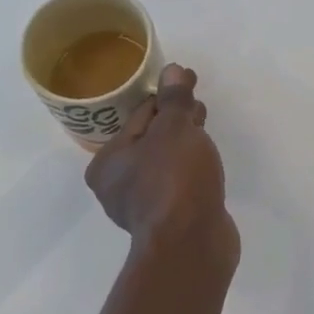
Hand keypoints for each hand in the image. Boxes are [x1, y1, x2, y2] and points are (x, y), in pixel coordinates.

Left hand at [85, 64, 237, 267]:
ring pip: (164, 161)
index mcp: (106, 161)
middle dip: (175, 119)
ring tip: (205, 127)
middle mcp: (117, 185)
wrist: (191, 244)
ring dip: (184, 143)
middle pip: (149, 139)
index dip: (166, 96)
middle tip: (199, 103)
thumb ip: (174, 99)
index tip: (189, 82)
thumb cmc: (174, 180)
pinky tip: (206, 163)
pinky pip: (177, 183)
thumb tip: (172, 70)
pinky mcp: (168, 220)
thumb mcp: (174, 129)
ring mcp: (142, 206)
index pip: (138, 115)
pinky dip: (189, 168)